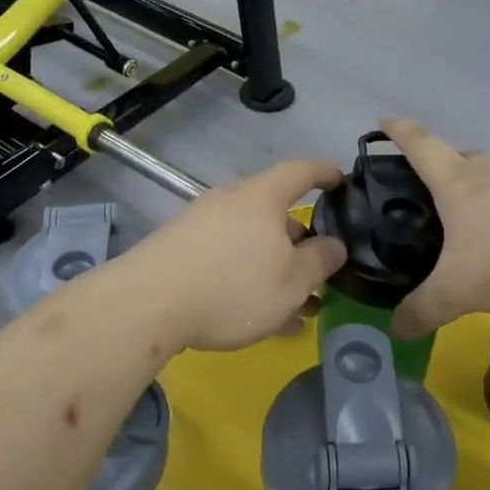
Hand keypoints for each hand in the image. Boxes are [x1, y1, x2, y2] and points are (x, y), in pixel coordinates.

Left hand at [125, 159, 347, 352]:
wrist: (147, 304)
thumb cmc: (233, 286)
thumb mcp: (292, 282)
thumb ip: (320, 261)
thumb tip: (334, 244)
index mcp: (262, 197)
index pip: (301, 171)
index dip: (325, 173)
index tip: (341, 180)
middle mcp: (231, 201)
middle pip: (275, 214)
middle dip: (300, 243)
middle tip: (320, 272)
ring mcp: (202, 224)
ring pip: (252, 243)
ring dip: (276, 270)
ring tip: (296, 308)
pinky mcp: (180, 249)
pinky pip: (227, 259)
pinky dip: (249, 280)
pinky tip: (260, 317)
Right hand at [380, 119, 489, 337]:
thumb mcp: (459, 291)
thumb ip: (424, 310)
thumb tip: (395, 331)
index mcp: (459, 182)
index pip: (421, 146)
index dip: (399, 132)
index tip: (384, 120)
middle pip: (461, 157)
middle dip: (443, 168)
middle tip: (430, 191)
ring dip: (483, 191)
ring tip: (477, 221)